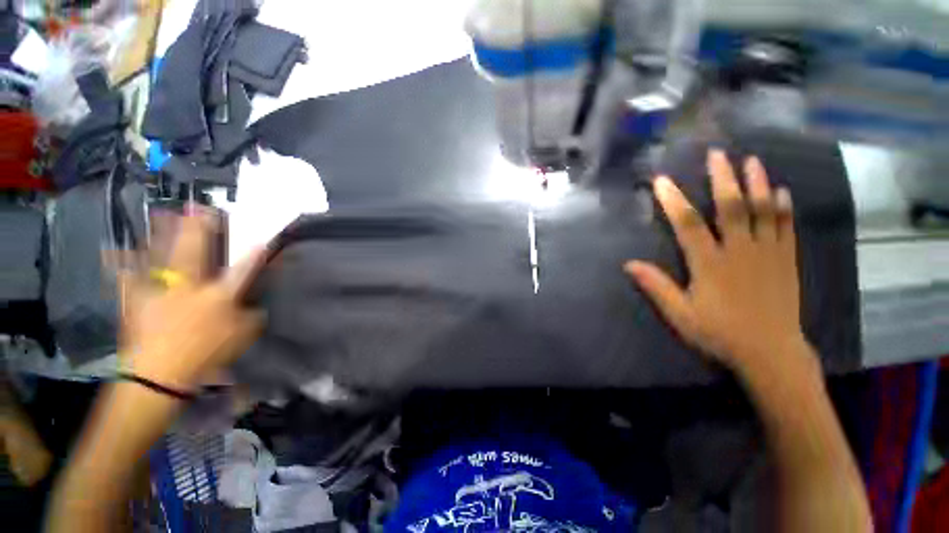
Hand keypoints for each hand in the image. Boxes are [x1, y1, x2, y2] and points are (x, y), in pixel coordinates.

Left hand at [118, 209, 264, 391]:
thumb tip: (255, 304)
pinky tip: (116, 250)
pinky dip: (122, 264)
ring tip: (164, 214)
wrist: (158, 375)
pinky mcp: (137, 300)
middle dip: (198, 229)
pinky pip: (128, 277)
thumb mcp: (241, 337)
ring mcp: (159, 290)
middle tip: (199, 208)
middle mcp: (188, 287)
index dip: (254, 254)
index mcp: (217, 296)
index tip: (262, 240)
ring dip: (163, 234)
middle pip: (194, 251)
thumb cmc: (205, 355)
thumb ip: (250, 317)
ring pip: (160, 255)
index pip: (242, 270)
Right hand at [625, 149, 810, 378]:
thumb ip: (656, 287)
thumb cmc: (719, 333)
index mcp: (710, 264)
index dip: (673, 200)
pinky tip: (781, 191)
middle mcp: (739, 251)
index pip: (687, 224)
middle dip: (722, 178)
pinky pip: (786, 228)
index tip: (662, 180)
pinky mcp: (786, 260)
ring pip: (762, 211)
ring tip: (751, 160)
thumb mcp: (680, 315)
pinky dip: (783, 208)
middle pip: (730, 207)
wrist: (770, 353)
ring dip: (756, 183)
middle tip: (717, 154)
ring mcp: (767, 253)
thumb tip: (629, 264)